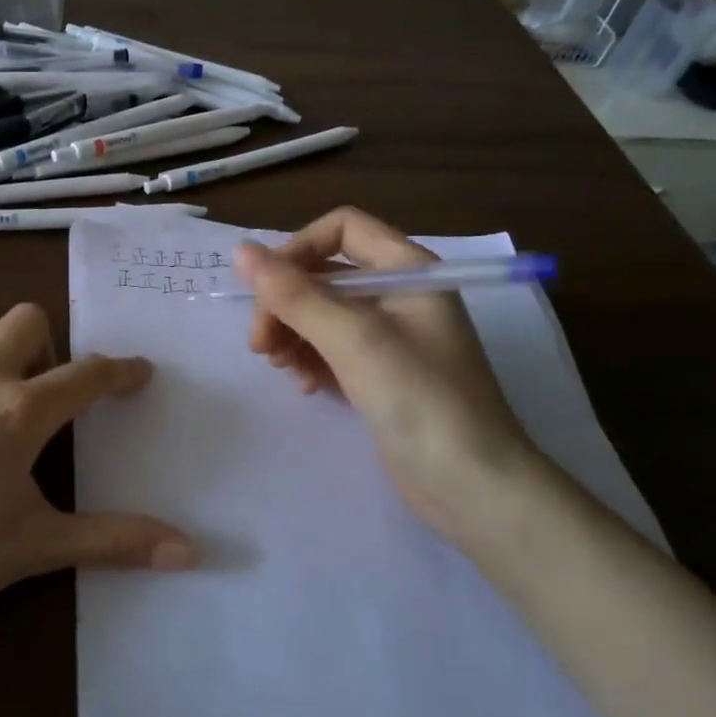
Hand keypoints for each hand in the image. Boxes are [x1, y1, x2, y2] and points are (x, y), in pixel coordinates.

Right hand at [237, 207, 548, 542]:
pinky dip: (311, 359)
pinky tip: (304, 385)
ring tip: (279, 366)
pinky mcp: (382, 374)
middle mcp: (400, 294)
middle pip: (326, 274)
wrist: (473, 487)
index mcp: (408, 269)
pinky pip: (333, 348)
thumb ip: (294, 294)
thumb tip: (241, 250)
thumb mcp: (353, 339)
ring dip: (292, 332)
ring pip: (324, 314)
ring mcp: (392, 337)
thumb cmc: (420, 399)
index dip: (298, 250)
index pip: (342, 229)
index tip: (266, 290)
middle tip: (260, 345)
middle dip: (286, 302)